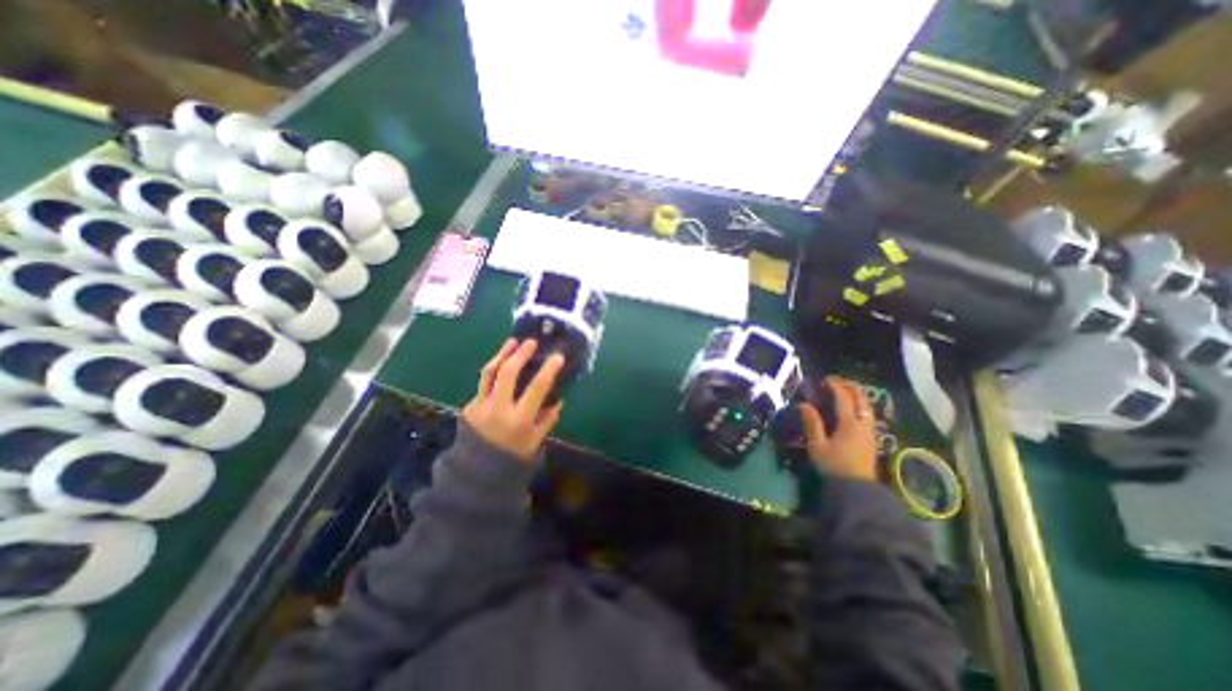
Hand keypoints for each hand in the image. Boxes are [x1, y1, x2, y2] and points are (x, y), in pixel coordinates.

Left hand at [460, 338, 564, 460]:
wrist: (477, 469)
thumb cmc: (513, 455)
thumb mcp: (536, 439)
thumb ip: (548, 418)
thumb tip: (559, 398)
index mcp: (519, 419)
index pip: (536, 388)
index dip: (548, 369)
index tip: (557, 356)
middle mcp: (499, 409)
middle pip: (508, 373)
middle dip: (521, 354)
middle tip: (531, 342)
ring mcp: (481, 405)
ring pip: (490, 373)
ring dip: (502, 354)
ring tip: (512, 342)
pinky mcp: (470, 404)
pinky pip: (484, 382)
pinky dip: (494, 369)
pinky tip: (502, 362)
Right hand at [800, 378, 874, 480]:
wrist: (856, 489)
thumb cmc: (834, 466)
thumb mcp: (817, 445)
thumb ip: (812, 423)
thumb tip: (804, 404)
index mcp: (849, 424)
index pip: (844, 398)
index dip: (835, 386)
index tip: (826, 379)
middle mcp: (863, 424)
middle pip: (861, 399)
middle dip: (850, 387)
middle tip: (838, 382)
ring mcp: (870, 432)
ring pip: (868, 407)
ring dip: (858, 395)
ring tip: (846, 391)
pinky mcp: (872, 439)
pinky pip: (868, 415)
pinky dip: (861, 405)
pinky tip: (854, 408)